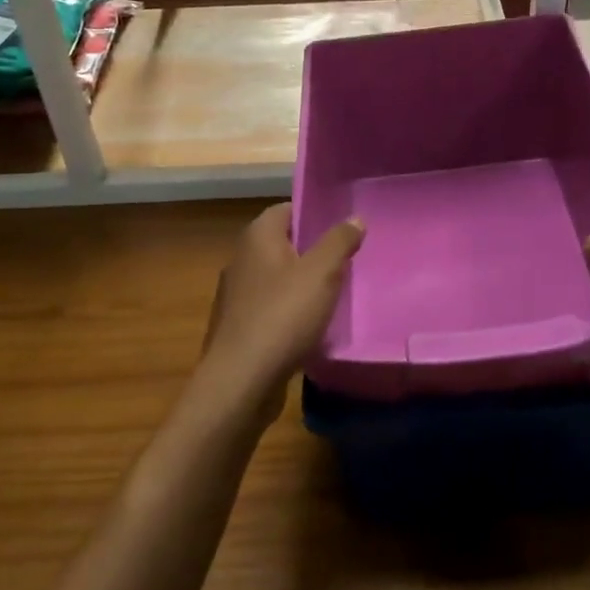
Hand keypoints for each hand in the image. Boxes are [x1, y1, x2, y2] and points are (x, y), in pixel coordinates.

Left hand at [199, 203, 363, 425]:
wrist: (241, 380)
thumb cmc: (283, 316)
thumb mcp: (322, 273)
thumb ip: (339, 241)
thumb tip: (354, 218)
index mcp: (257, 237)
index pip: (285, 209)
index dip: (313, 214)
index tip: (342, 227)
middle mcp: (241, 259)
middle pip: (282, 245)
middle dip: (312, 252)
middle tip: (346, 261)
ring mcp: (236, 296)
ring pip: (277, 279)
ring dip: (302, 285)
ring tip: (335, 295)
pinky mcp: (238, 327)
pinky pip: (270, 309)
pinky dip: (290, 313)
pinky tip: (312, 328)